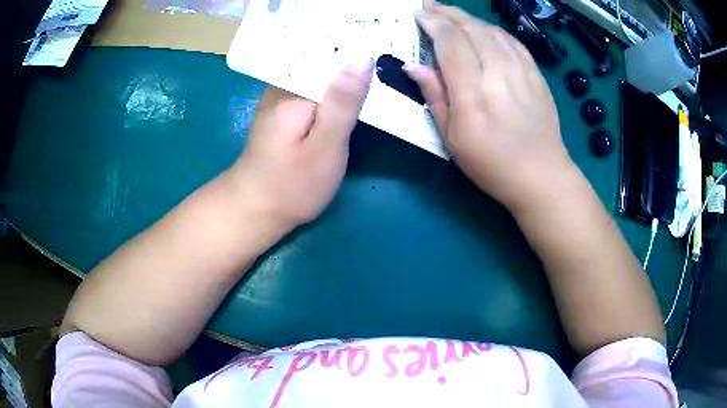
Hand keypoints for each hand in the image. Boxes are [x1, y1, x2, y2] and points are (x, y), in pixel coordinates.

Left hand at [230, 60, 372, 227]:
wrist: (255, 210)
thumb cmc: (292, 184)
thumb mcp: (325, 146)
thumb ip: (343, 102)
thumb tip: (362, 58)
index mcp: (293, 89)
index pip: (331, 53)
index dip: (360, 49)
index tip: (388, 48)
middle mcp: (283, 86)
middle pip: (325, 62)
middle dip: (355, 62)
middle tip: (388, 62)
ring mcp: (281, 99)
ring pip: (320, 76)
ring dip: (346, 76)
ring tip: (376, 74)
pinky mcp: (284, 113)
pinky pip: (313, 91)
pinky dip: (333, 92)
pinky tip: (350, 96)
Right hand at [405, 1, 573, 208]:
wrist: (542, 176)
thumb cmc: (492, 164)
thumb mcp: (453, 139)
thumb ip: (435, 97)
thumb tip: (413, 66)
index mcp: (472, 94)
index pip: (450, 43)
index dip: (433, 23)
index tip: (419, 13)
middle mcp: (497, 75)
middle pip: (471, 30)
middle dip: (449, 14)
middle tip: (432, 6)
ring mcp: (522, 72)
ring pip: (493, 32)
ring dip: (470, 19)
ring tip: (454, 16)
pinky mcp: (537, 76)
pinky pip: (514, 42)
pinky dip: (495, 31)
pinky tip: (486, 30)